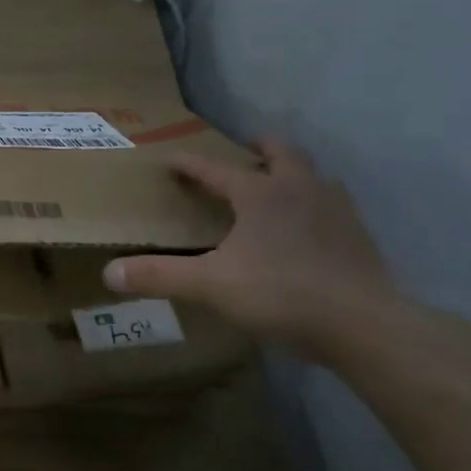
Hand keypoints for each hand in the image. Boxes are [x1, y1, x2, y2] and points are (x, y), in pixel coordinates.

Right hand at [102, 141, 399, 360]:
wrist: (361, 322)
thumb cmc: (279, 293)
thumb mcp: (209, 285)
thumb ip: (159, 276)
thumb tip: (109, 273)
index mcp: (260, 193)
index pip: (216, 170)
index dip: (190, 164)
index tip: (172, 158)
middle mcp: (300, 189)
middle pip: (282, 153)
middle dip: (260, 148)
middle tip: (246, 150)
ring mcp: (336, 210)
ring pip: (314, 176)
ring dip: (294, 174)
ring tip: (280, 187)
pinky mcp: (359, 236)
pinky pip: (333, 206)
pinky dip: (316, 205)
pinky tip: (310, 229)